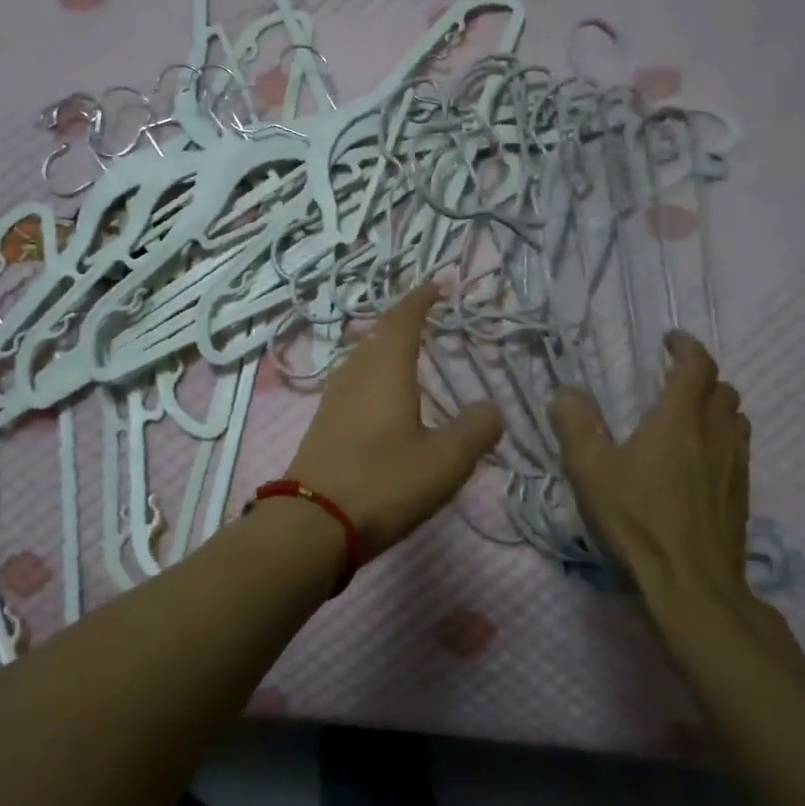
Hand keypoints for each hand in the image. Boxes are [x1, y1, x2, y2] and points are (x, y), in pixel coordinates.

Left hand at [285, 285, 503, 554]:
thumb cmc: (384, 482)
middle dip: (404, 321)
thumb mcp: (445, 460)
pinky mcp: (323, 422)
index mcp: (385, 368)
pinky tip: (385, 398)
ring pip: (363, 358)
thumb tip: (490, 408)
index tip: (439, 284)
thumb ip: (475, 429)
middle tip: (429, 317)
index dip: (422, 299)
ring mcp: (333, 397)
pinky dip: (375, 376)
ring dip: (387, 348)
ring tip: (411, 353)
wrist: (314, 521)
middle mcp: (355, 373)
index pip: (404, 318)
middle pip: (379, 334)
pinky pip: (355, 383)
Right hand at [548, 331, 752, 616]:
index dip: (686, 347)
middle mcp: (714, 434)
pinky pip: (738, 448)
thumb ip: (576, 425)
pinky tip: (698, 460)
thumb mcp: (591, 469)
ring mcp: (734, 465)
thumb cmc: (637, 518)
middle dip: (701, 376)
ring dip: (716, 406)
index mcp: (679, 419)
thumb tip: (567, 393)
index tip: (670, 340)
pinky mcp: (741, 494)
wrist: (691, 582)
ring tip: (688, 415)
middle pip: (723, 389)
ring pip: (736, 418)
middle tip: (672, 380)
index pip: (696, 366)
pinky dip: (722, 437)